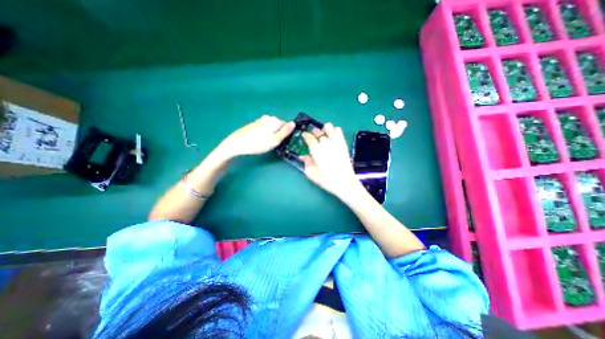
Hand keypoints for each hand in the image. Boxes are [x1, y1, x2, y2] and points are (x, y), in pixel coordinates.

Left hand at [221, 115, 295, 157]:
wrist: (237, 143)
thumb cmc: (258, 143)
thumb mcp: (275, 140)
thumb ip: (285, 132)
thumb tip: (294, 123)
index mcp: (274, 120)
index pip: (287, 125)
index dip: (286, 135)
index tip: (282, 142)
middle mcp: (268, 117)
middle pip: (279, 126)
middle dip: (278, 134)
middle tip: (273, 144)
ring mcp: (260, 120)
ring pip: (272, 128)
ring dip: (272, 135)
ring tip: (266, 143)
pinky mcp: (254, 124)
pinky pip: (265, 128)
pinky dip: (265, 134)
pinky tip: (260, 141)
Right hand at [300, 124, 360, 198]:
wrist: (344, 182)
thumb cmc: (326, 179)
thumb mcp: (311, 173)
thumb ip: (306, 162)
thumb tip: (303, 156)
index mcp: (316, 149)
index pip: (309, 137)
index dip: (305, 135)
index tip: (304, 136)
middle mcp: (326, 142)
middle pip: (318, 131)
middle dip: (313, 133)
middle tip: (313, 138)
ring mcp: (336, 142)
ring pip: (329, 127)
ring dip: (324, 129)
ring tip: (323, 136)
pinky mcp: (343, 144)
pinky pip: (339, 131)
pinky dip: (334, 131)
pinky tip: (332, 138)